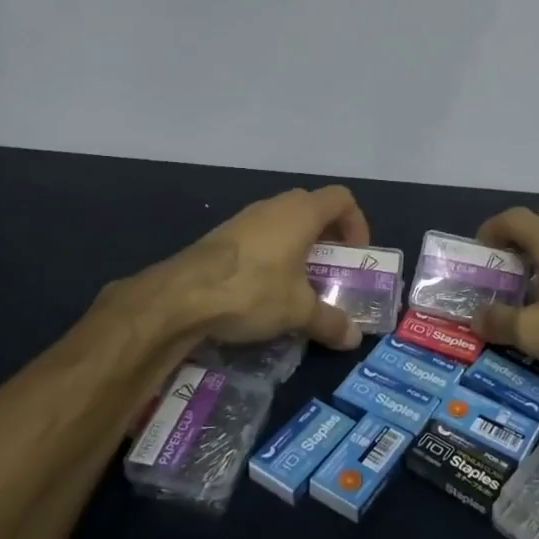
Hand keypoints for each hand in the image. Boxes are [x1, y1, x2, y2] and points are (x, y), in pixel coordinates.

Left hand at [169, 186, 371, 350]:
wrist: (182, 295)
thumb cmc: (253, 290)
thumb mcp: (298, 311)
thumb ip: (330, 321)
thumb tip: (354, 339)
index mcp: (302, 213)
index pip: (341, 199)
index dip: (356, 223)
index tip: (355, 255)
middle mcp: (275, 206)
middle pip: (313, 208)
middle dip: (328, 238)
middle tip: (331, 270)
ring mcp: (246, 218)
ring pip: (284, 222)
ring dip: (298, 246)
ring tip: (299, 283)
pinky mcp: (223, 235)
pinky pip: (260, 236)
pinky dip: (272, 254)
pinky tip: (264, 288)